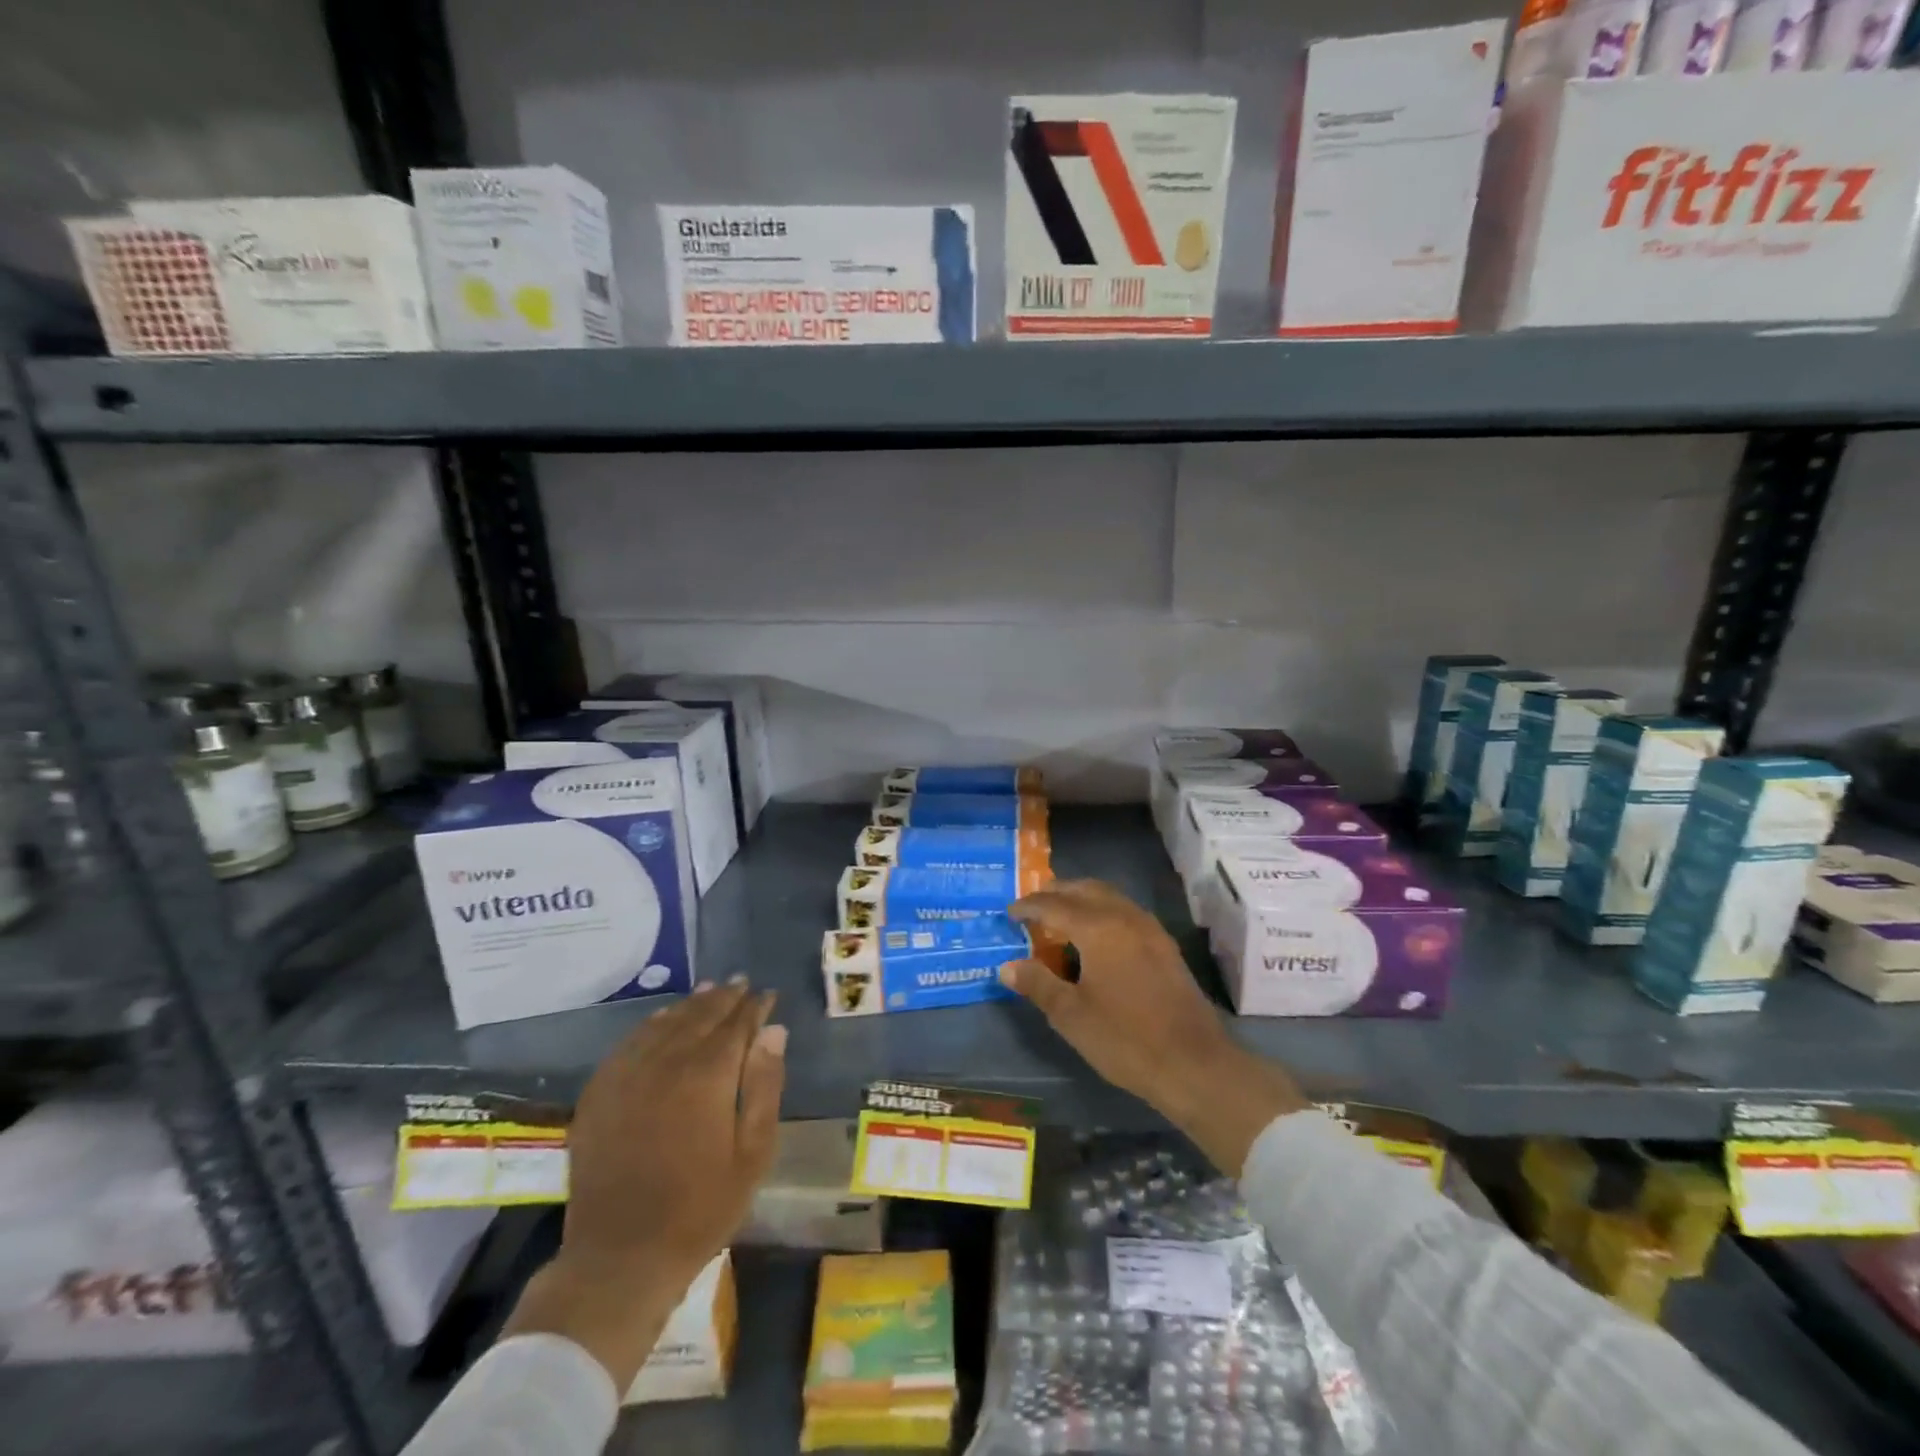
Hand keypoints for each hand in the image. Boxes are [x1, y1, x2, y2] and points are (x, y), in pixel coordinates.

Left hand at [503, 981, 786, 1388]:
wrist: (620, 1258)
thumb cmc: (701, 1209)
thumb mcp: (752, 1153)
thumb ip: (765, 1086)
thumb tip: (774, 1031)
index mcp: (707, 1075)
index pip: (737, 1024)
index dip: (755, 1007)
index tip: (768, 995)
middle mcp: (666, 1062)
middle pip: (700, 1015)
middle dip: (725, 998)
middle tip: (742, 984)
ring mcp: (627, 1075)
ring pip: (665, 1022)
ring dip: (691, 1004)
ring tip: (710, 991)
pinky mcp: (600, 1092)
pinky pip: (631, 1042)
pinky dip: (652, 1024)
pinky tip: (663, 1020)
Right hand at [1000, 880, 1304, 1174]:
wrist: (1194, 1064)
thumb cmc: (1126, 1040)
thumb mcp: (1071, 1016)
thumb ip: (1037, 984)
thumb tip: (1006, 966)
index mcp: (1098, 928)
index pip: (1054, 905)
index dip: (1029, 906)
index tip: (1009, 912)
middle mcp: (1125, 917)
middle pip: (1085, 889)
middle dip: (1056, 893)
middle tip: (1032, 907)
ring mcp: (1150, 929)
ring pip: (1109, 897)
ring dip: (1081, 899)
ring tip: (1060, 918)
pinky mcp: (1164, 945)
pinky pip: (1125, 912)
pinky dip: (1102, 911)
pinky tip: (1095, 938)